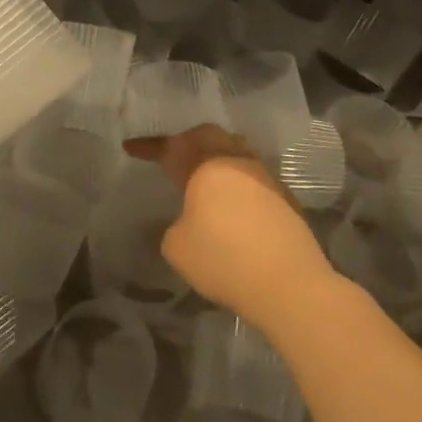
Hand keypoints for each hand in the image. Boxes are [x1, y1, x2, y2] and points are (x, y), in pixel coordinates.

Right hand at [124, 125, 338, 334]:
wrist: (291, 284)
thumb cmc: (225, 260)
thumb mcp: (178, 248)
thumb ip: (175, 226)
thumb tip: (189, 221)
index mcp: (207, 165)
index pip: (171, 147)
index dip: (148, 146)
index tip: (130, 147)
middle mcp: (236, 161)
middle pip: (209, 137)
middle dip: (187, 141)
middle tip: (172, 155)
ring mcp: (265, 177)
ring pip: (235, 152)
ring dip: (215, 158)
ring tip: (202, 175)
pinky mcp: (285, 199)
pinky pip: (252, 176)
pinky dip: (236, 181)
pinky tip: (231, 202)